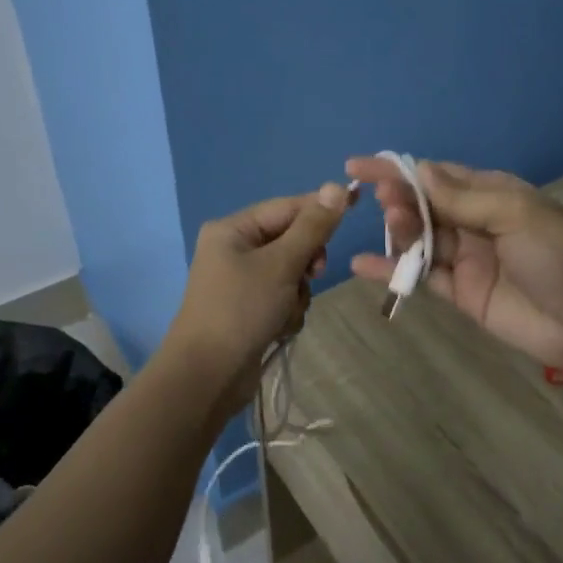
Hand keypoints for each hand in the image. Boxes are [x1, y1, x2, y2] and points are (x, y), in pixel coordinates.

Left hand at [160, 182, 354, 422]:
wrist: (207, 376)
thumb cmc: (241, 310)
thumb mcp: (281, 264)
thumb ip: (312, 227)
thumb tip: (337, 185)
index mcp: (233, 229)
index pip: (287, 207)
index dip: (320, 209)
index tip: (355, 207)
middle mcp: (235, 250)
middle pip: (291, 240)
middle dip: (305, 262)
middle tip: (311, 275)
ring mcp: (241, 282)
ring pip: (292, 273)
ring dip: (297, 292)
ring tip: (284, 312)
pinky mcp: (249, 309)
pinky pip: (283, 297)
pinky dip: (288, 311)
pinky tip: (278, 328)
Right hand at [345, 158, 562, 373]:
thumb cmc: (559, 256)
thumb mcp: (515, 214)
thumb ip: (463, 198)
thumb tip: (418, 170)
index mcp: (491, 193)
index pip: (437, 175)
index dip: (399, 169)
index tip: (359, 166)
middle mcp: (474, 221)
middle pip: (424, 205)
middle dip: (399, 199)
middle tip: (383, 202)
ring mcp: (465, 258)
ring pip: (420, 239)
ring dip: (399, 231)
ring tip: (390, 229)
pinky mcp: (459, 293)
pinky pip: (420, 277)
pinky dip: (392, 271)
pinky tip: (362, 266)